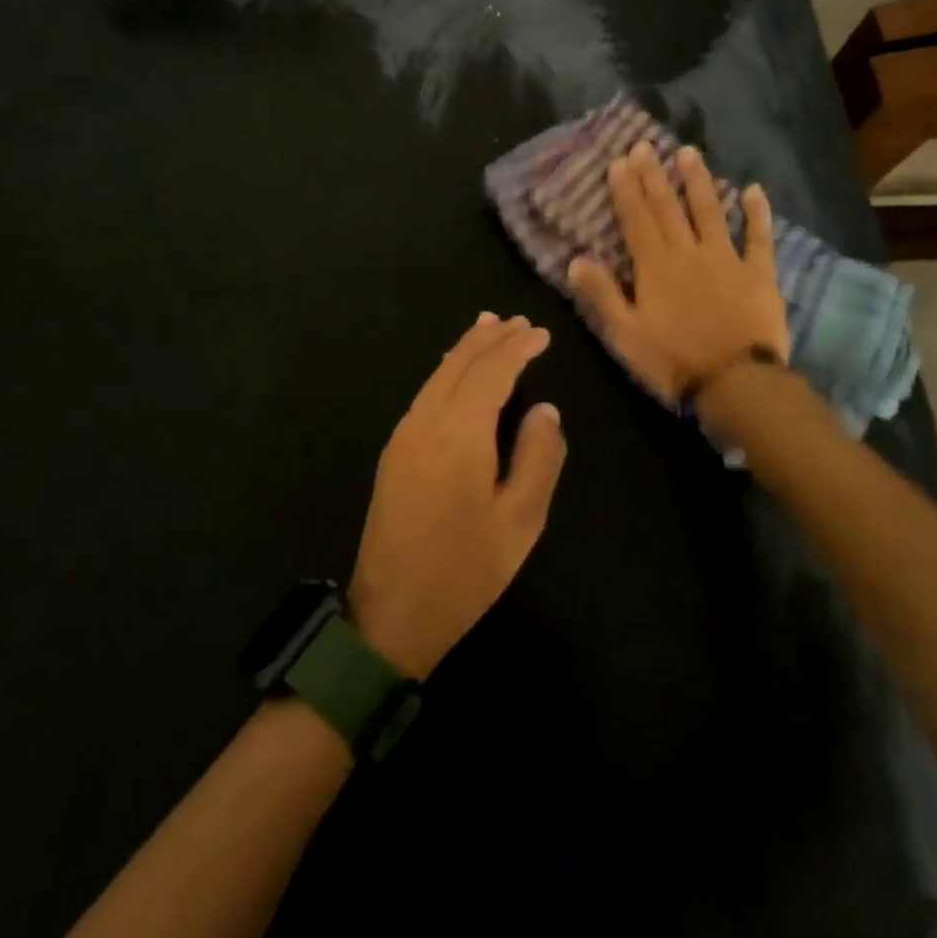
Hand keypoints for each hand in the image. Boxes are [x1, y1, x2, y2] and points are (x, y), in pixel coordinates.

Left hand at [348, 314, 566, 678]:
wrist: (391, 615)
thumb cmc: (465, 571)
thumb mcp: (520, 522)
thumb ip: (539, 458)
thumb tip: (545, 409)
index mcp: (459, 436)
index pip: (491, 373)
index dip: (517, 349)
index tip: (541, 334)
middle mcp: (425, 423)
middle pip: (458, 364)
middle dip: (489, 339)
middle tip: (517, 322)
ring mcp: (403, 436)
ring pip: (437, 376)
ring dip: (466, 350)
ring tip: (489, 329)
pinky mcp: (393, 452)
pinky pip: (425, 394)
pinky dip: (448, 372)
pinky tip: (458, 371)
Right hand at [567, 142, 788, 402]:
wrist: (735, 383)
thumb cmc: (673, 361)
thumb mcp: (625, 335)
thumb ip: (602, 295)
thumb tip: (575, 260)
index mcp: (655, 267)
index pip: (637, 219)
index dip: (626, 190)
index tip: (619, 162)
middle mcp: (689, 252)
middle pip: (669, 208)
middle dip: (655, 176)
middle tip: (646, 146)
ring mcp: (727, 259)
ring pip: (711, 211)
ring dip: (699, 181)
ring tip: (689, 153)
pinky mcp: (759, 273)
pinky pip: (759, 237)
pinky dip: (758, 213)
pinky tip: (755, 190)